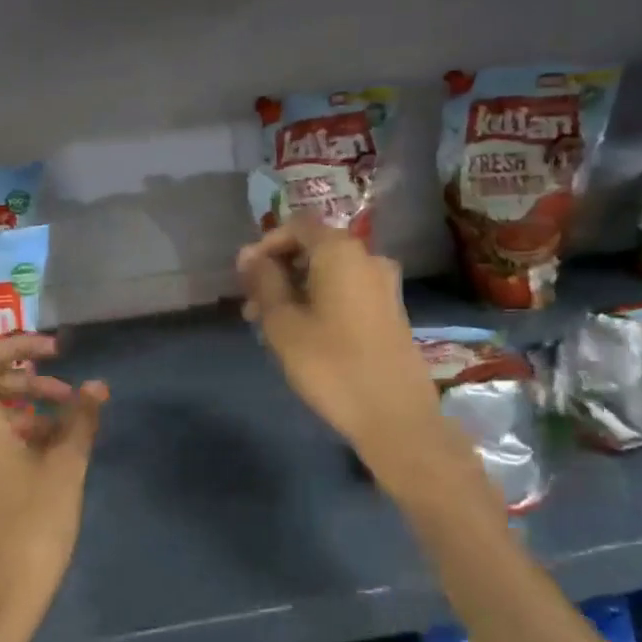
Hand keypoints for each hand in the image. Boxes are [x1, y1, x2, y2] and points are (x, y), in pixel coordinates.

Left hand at [0, 333, 106, 641]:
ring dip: (28, 409)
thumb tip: (97, 385)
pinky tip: (51, 455)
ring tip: (68, 428)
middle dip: (31, 381)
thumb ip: (80, 419)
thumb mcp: (65, 466)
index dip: (21, 344)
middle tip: (69, 396)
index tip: (58, 353)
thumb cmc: (30, 525)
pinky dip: (17, 434)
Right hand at [237, 220, 461, 500]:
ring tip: (272, 327)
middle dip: (279, 271)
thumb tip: (248, 255)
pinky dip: (321, 302)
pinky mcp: (391, 311)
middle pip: (314, 248)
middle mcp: (367, 258)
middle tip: (252, 307)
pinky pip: (347, 291)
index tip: (245, 277)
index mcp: (340, 251)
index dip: (266, 244)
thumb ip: (263, 281)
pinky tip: (304, 335)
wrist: (395, 416)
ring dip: (297, 290)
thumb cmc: (330, 364)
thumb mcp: (282, 322)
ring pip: (329, 273)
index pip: (297, 225)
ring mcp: (384, 285)